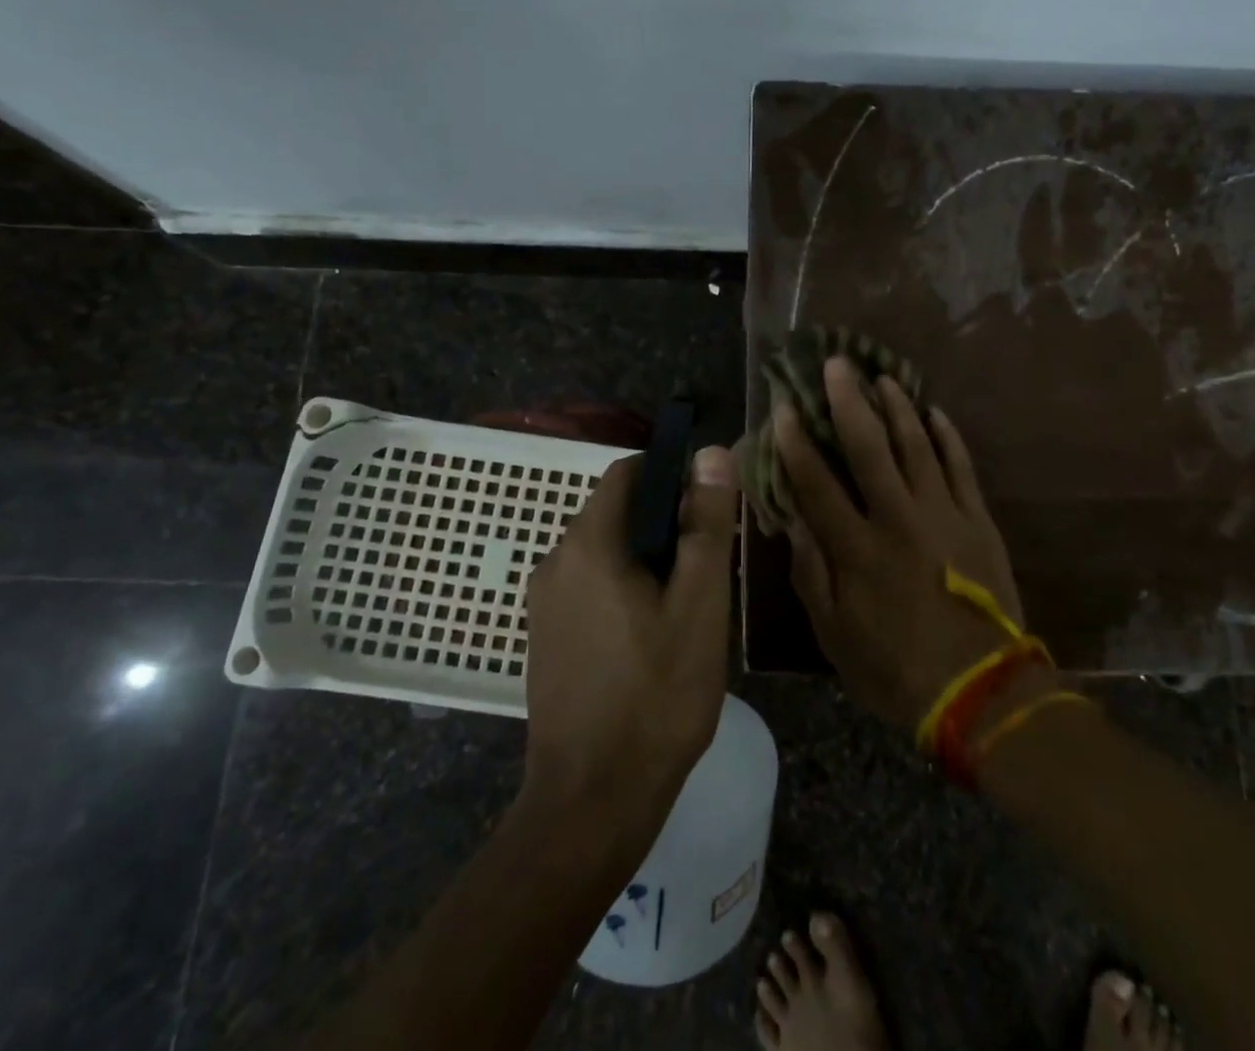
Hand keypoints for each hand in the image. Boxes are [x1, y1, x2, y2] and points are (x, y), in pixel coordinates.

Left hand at [522, 446, 738, 833]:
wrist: (593, 802)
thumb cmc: (657, 695)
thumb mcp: (699, 604)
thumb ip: (705, 524)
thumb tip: (710, 452)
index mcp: (587, 544)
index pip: (628, 472)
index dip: (672, 476)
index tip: (709, 511)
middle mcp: (555, 562)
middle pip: (617, 512)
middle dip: (665, 526)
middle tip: (708, 570)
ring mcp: (544, 603)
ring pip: (606, 552)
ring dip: (647, 561)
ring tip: (687, 608)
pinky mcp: (545, 637)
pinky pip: (590, 587)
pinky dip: (624, 590)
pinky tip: (653, 638)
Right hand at [775, 356, 1042, 730]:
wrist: (981, 692)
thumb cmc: (896, 669)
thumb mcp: (834, 635)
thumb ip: (811, 574)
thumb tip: (795, 521)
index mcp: (856, 548)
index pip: (816, 482)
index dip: (795, 443)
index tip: (783, 408)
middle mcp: (897, 519)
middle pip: (868, 447)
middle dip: (848, 402)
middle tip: (837, 365)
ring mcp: (942, 514)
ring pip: (916, 446)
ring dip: (898, 408)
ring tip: (883, 377)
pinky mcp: (977, 520)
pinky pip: (961, 466)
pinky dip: (948, 436)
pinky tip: (935, 412)